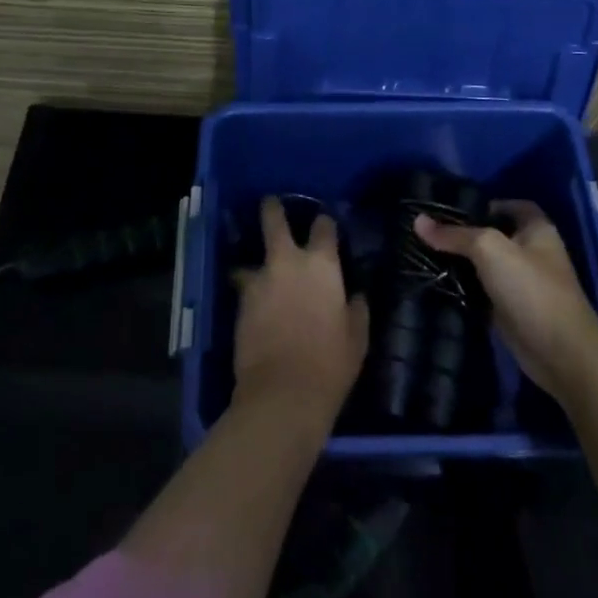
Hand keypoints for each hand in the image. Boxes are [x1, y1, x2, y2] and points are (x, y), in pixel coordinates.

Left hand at [232, 197, 370, 433]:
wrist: (283, 393)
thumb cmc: (331, 364)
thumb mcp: (357, 337)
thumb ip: (356, 309)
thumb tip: (355, 295)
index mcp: (322, 266)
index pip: (323, 227)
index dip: (324, 224)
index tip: (324, 225)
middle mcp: (288, 263)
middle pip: (274, 221)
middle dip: (272, 209)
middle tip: (271, 204)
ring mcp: (260, 281)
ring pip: (252, 259)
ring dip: (256, 263)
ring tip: (259, 272)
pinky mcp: (240, 303)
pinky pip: (246, 288)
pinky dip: (251, 291)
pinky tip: (257, 304)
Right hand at [414, 200, 597, 401]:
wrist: (561, 353)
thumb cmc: (531, 289)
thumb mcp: (490, 250)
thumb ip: (455, 235)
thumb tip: (418, 221)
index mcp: (536, 229)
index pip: (510, 205)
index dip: (485, 203)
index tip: (451, 209)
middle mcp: (531, 252)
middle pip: (493, 235)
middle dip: (463, 234)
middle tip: (428, 231)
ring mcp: (521, 283)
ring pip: (484, 265)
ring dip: (460, 262)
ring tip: (423, 253)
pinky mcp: (510, 310)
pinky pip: (481, 291)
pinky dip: (463, 288)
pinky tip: (437, 282)